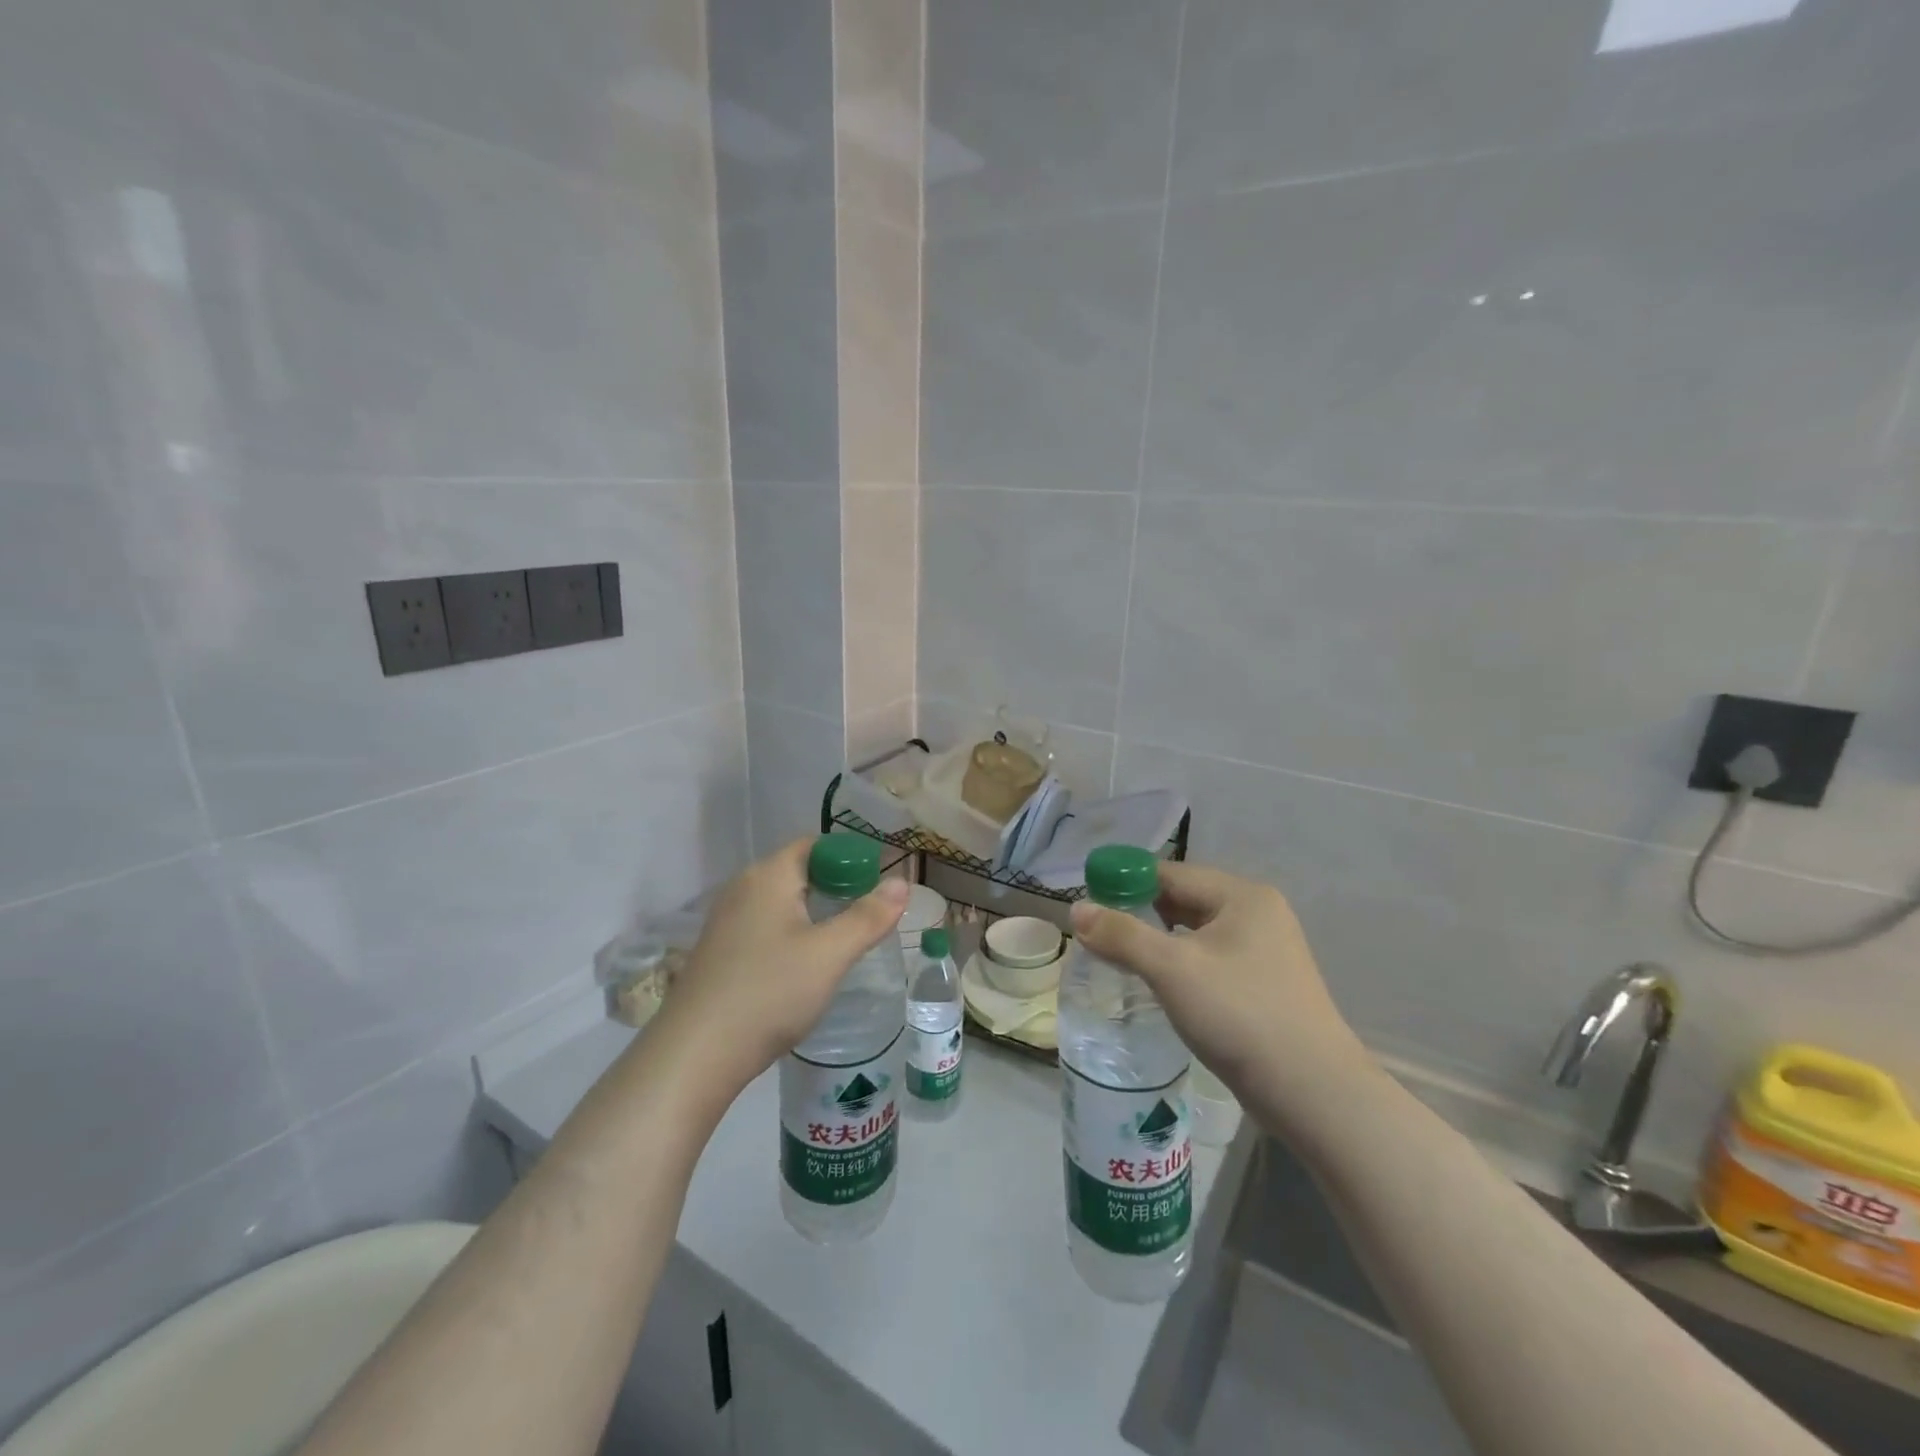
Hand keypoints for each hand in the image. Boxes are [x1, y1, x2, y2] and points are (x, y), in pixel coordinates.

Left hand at [657, 839, 908, 1096]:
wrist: (695, 1054)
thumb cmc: (769, 992)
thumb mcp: (830, 954)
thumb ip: (868, 916)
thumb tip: (901, 882)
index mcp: (768, 875)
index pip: (815, 845)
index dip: (850, 857)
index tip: (879, 884)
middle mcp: (743, 888)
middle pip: (798, 871)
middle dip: (836, 886)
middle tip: (869, 914)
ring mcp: (726, 921)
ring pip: (782, 902)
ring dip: (814, 912)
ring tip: (844, 940)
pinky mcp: (720, 951)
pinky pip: (765, 926)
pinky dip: (792, 933)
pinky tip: (805, 965)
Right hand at [1068, 862, 1370, 1121]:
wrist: (1313, 1093)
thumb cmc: (1240, 1015)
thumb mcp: (1171, 969)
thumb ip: (1121, 935)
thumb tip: (1076, 909)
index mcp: (1242, 896)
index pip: (1170, 873)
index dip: (1126, 883)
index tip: (1089, 903)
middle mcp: (1258, 914)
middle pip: (1184, 899)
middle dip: (1140, 913)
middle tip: (1099, 934)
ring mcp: (1266, 950)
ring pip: (1196, 932)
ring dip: (1158, 941)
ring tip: (1120, 958)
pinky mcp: (1265, 984)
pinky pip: (1210, 959)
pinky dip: (1180, 964)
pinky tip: (1159, 984)